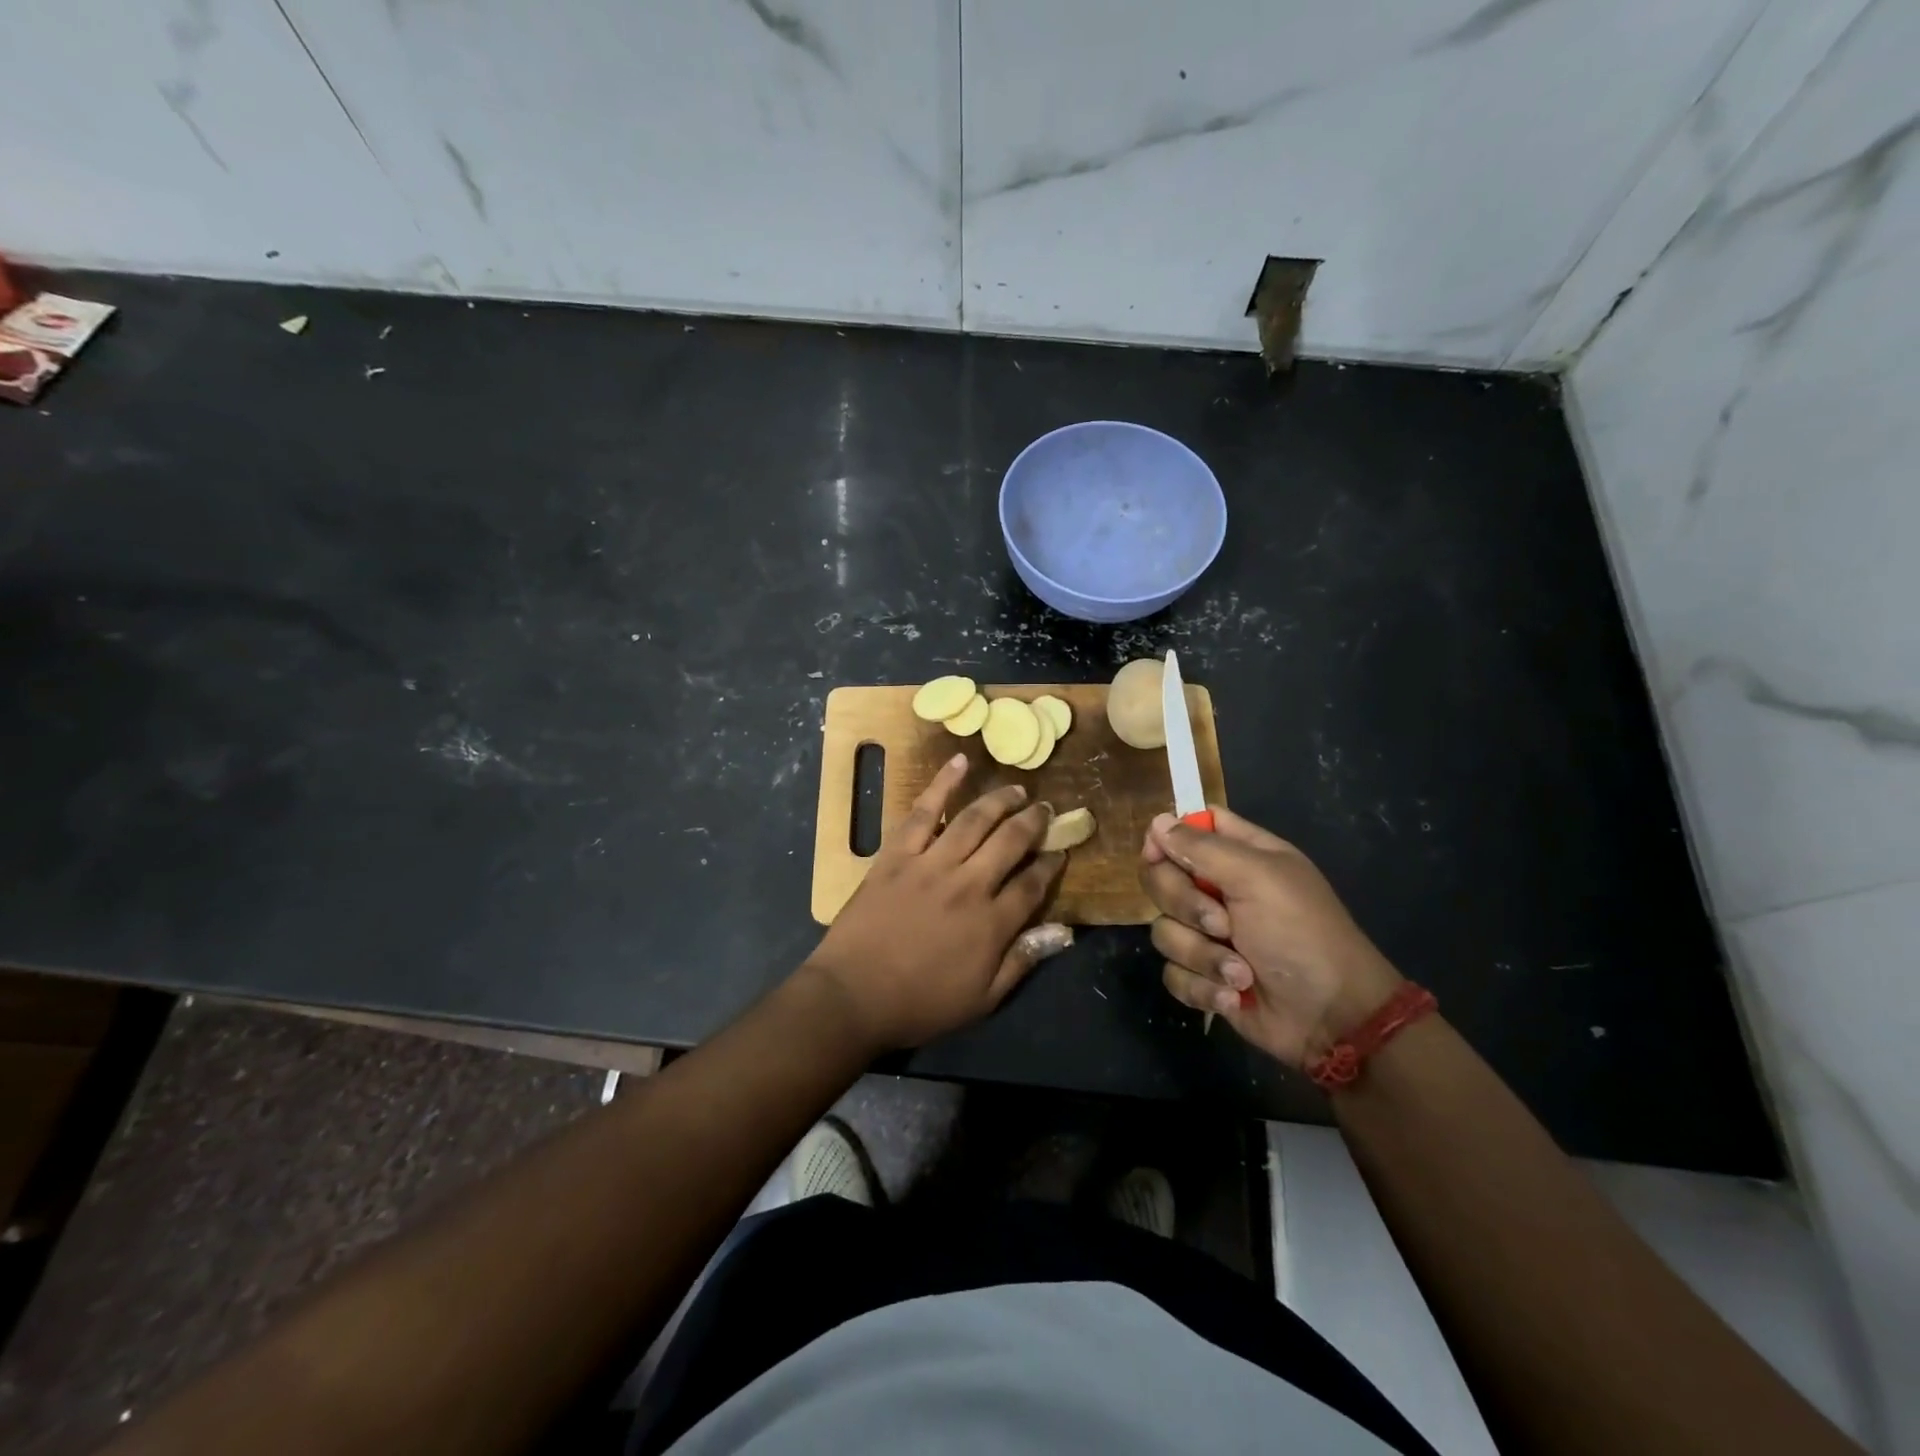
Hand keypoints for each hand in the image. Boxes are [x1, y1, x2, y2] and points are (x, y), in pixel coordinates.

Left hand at [802, 754, 1069, 1052]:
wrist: (853, 995)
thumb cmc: (920, 1003)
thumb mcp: (982, 998)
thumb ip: (1023, 960)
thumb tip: (1065, 931)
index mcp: (991, 923)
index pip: (1033, 883)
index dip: (1051, 864)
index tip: (1061, 850)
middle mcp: (968, 884)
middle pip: (1010, 841)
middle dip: (1034, 822)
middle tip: (1046, 809)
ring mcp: (930, 864)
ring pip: (974, 820)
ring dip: (1000, 800)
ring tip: (1017, 788)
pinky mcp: (897, 854)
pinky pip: (923, 812)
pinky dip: (942, 784)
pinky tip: (960, 763)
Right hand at [1139, 807, 1402, 1067]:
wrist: (1331, 1017)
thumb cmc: (1301, 934)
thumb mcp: (1257, 878)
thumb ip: (1202, 847)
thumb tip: (1156, 822)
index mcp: (1240, 856)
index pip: (1188, 829)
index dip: (1166, 838)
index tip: (1157, 855)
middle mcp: (1220, 890)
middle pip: (1163, 878)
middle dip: (1184, 906)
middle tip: (1221, 924)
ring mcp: (1209, 936)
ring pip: (1164, 929)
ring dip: (1200, 955)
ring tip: (1239, 973)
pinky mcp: (1203, 976)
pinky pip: (1172, 972)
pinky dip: (1201, 986)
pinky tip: (1232, 997)